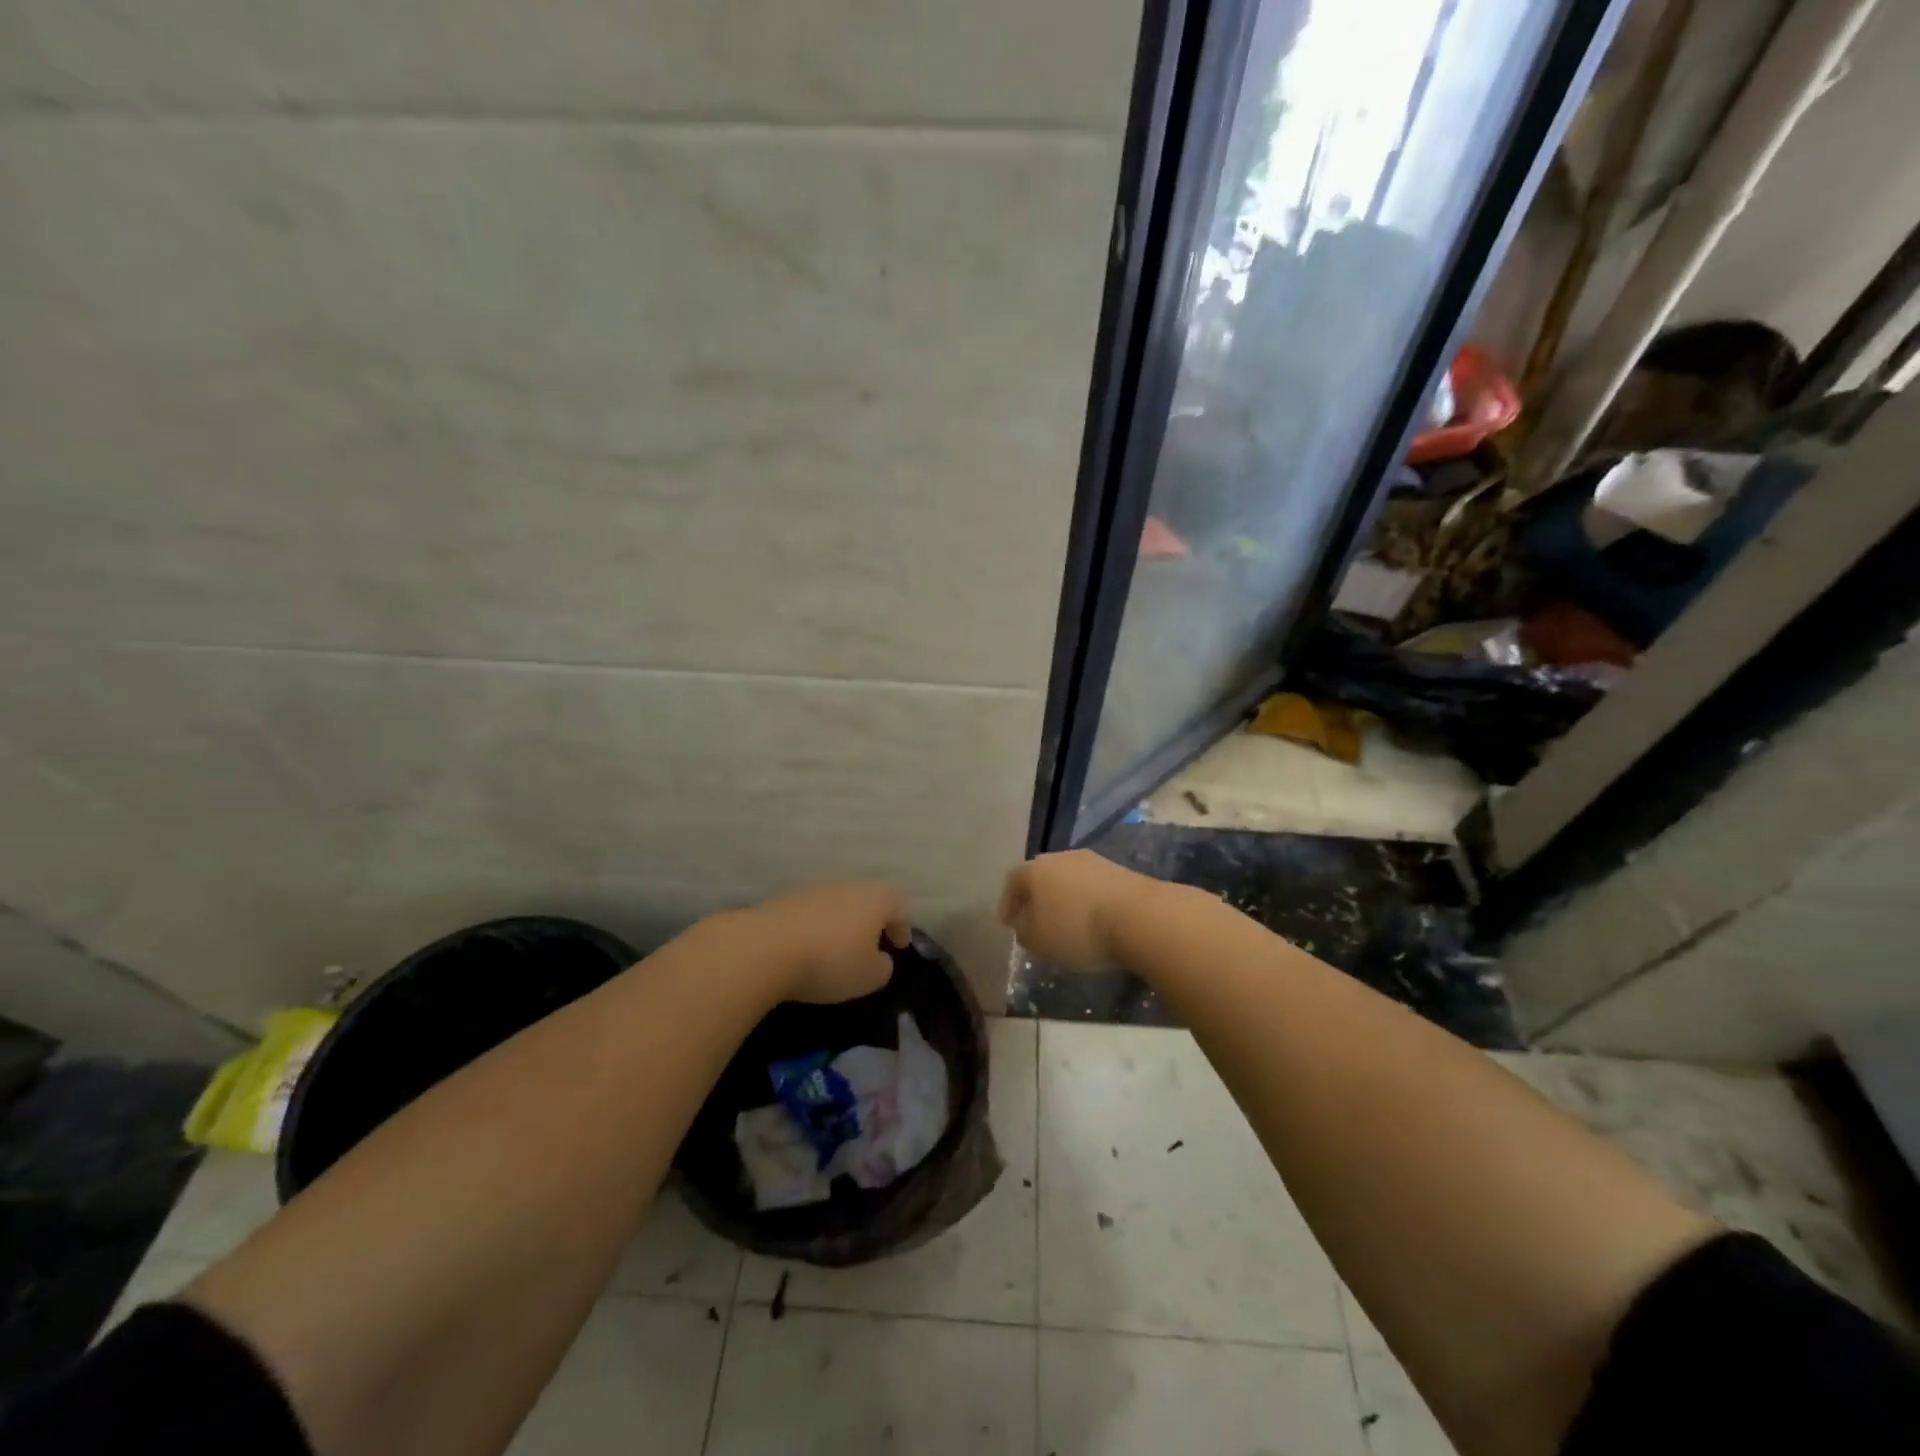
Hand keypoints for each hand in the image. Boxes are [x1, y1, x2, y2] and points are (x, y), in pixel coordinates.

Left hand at [739, 882, 911, 1004]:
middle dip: (870, 922)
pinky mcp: (783, 899)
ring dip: (840, 923)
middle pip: (866, 899)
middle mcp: (846, 885)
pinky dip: (813, 927)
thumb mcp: (869, 977)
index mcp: (874, 898)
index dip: (902, 926)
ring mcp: (812, 889)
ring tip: (835, 949)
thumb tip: (879, 958)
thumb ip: (883, 967)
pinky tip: (806, 949)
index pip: (898, 904)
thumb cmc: (829, 961)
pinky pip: (809, 912)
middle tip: (869, 947)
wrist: (764, 948)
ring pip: (836, 903)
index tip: (898, 946)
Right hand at [997, 851, 1155, 971]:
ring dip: (1064, 900)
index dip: (1008, 903)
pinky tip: (1093, 922)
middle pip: (1042, 876)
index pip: (1012, 882)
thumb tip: (1024, 924)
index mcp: (1035, 870)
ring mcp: (1093, 861)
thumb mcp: (1039, 941)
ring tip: (1066, 925)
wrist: (1139, 917)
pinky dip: (1087, 902)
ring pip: (1069, 880)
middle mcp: (1061, 857)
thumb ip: (1024, 931)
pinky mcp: (1119, 871)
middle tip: (1035, 922)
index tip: (1008, 923)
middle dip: (1036, 899)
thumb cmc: (1078, 929)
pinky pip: (1092, 887)